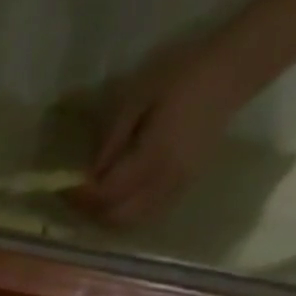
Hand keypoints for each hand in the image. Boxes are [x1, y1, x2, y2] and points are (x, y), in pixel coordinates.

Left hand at [67, 46, 246, 225]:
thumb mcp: (137, 97)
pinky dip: (123, 215)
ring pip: (128, 224)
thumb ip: (111, 140)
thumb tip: (88, 173)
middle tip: (74, 195)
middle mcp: (163, 185)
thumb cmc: (183, 75)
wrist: (233, 72)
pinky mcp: (182, 191)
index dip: (80, 196)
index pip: (105, 195)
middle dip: (90, 211)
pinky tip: (116, 199)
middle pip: (114, 218)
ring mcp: (174, 192)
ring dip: (105, 217)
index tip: (62, 187)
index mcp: (152, 160)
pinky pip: (144, 217)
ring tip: (92, 198)